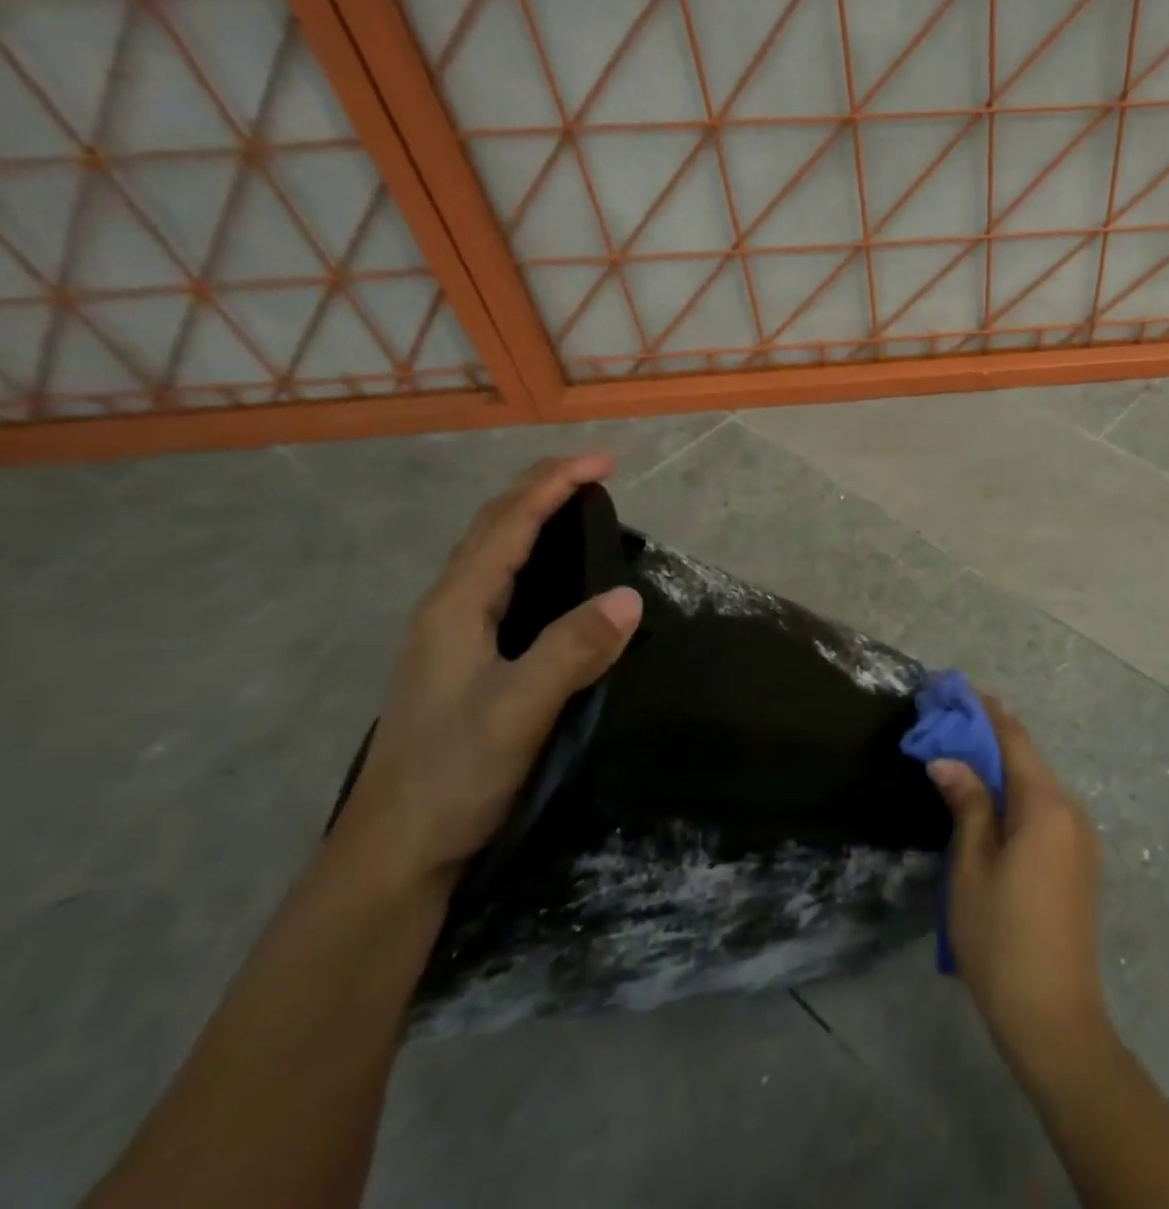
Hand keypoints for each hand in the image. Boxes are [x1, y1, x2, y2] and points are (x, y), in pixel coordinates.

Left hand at [332, 454, 643, 893]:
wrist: (396, 850)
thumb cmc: (453, 775)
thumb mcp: (518, 712)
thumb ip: (571, 651)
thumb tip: (630, 597)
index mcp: (455, 609)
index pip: (509, 526)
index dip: (554, 485)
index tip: (605, 461)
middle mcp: (447, 610)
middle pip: (492, 528)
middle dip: (540, 488)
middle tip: (593, 470)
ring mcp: (450, 636)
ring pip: (490, 554)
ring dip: (530, 516)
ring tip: (574, 503)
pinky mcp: (463, 660)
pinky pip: (498, 583)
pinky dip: (528, 554)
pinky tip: (550, 574)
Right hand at [927, 700, 1111, 1080]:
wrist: (1055, 1018)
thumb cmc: (1001, 938)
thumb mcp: (972, 867)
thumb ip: (967, 804)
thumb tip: (949, 759)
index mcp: (1046, 806)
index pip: (1015, 740)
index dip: (987, 712)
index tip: (959, 692)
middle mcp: (1071, 811)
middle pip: (1027, 761)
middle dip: (990, 741)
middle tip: (949, 729)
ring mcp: (1081, 839)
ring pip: (1036, 788)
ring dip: (1002, 771)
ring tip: (962, 764)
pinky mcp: (1079, 863)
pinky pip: (1045, 813)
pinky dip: (1017, 799)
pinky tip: (991, 808)